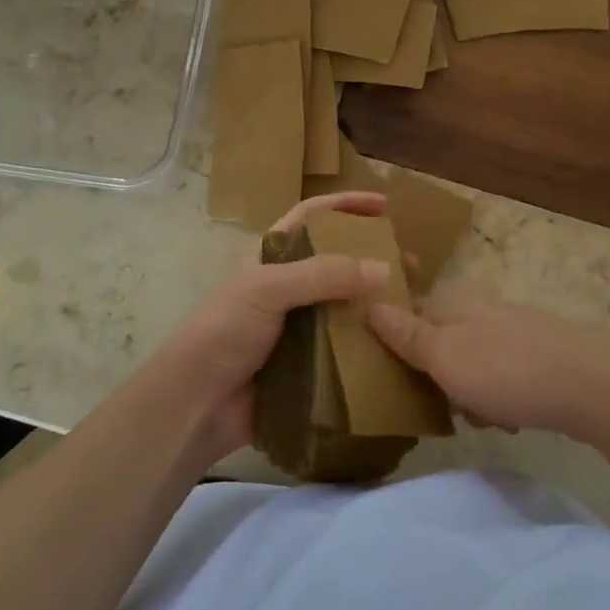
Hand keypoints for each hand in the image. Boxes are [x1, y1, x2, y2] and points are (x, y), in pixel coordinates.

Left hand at [143, 191, 391, 462]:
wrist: (196, 404)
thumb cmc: (222, 332)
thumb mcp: (266, 290)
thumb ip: (323, 275)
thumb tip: (384, 268)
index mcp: (271, 257)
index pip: (312, 217)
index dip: (345, 205)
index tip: (384, 205)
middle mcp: (287, 286)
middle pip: (337, 262)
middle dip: (373, 258)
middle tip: (410, 263)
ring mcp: (298, 326)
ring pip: (346, 306)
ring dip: (377, 303)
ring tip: (413, 304)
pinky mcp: (308, 362)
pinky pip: (346, 346)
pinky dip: (370, 343)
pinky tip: (398, 343)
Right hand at [367, 291, 609, 441]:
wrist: (592, 385)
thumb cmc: (506, 370)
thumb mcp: (444, 356)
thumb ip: (406, 334)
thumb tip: (370, 304)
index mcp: (452, 302)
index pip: (407, 315)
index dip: (397, 347)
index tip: (396, 379)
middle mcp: (481, 307)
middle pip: (440, 344)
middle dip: (438, 379)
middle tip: (446, 406)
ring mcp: (513, 328)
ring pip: (472, 363)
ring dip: (470, 394)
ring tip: (485, 418)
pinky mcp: (540, 352)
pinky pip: (503, 375)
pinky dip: (501, 396)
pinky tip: (513, 417)